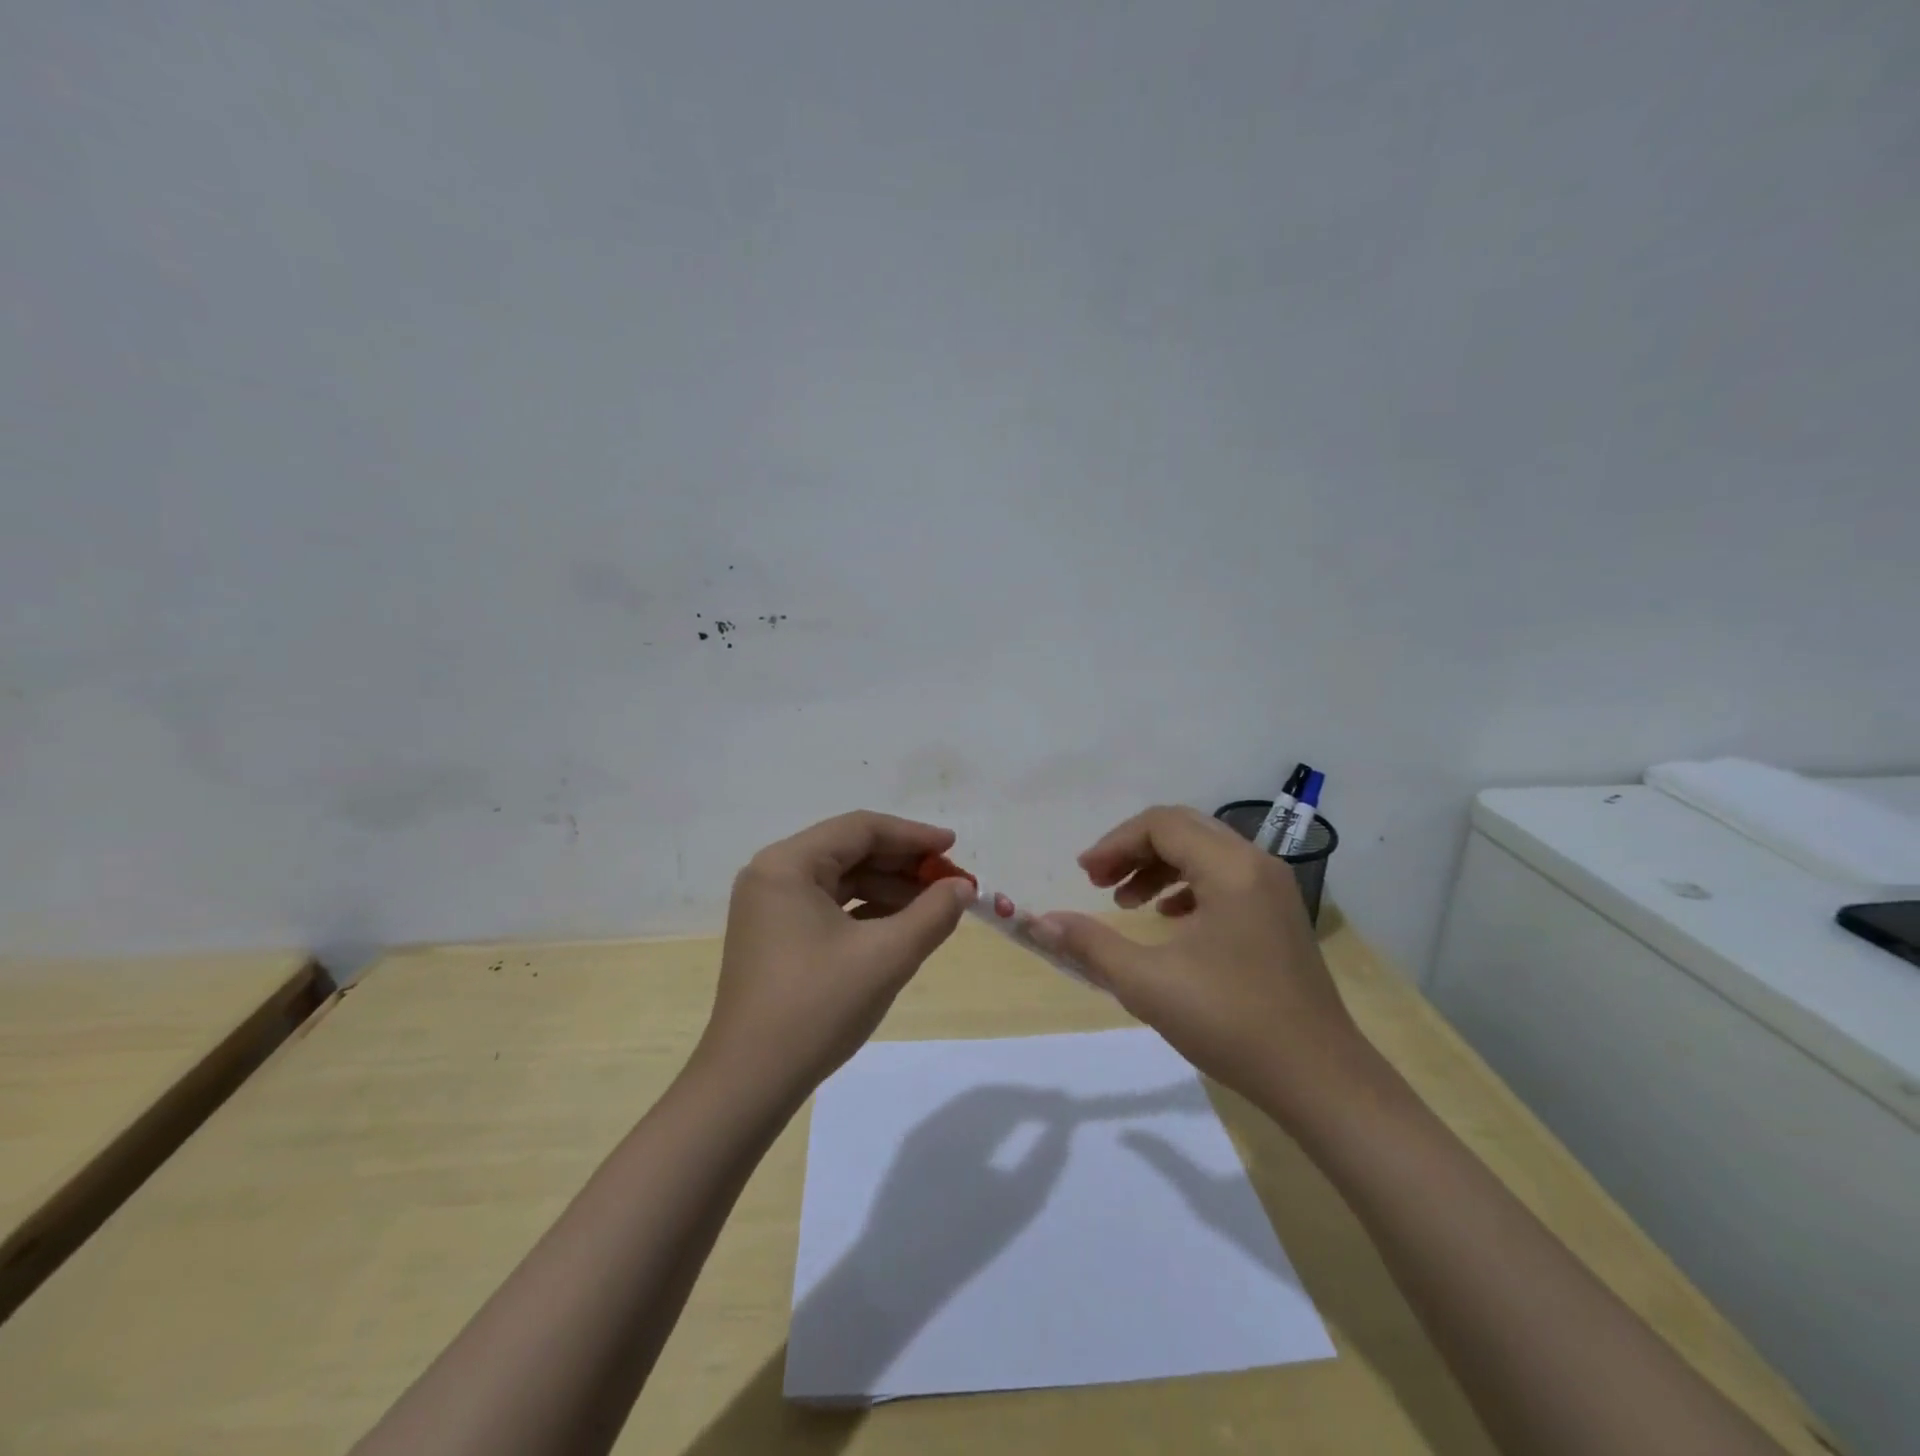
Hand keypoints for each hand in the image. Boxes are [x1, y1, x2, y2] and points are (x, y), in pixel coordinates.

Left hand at [699, 811, 975, 1101]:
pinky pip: (828, 906)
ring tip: (934, 906)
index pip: (860, 829)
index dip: (913, 836)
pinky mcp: (774, 935)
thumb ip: (933, 913)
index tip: (954, 847)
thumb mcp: (887, 956)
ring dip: (889, 888)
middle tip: (951, 881)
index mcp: (788, 864)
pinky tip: (901, 925)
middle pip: (850, 851)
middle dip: (903, 864)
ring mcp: (769, 906)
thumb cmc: (818, 1008)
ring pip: (841, 879)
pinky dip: (866, 911)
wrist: (750, 1083)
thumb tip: (963, 887)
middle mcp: (773, 874)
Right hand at [1030, 805, 1367, 1119]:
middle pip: (1183, 830)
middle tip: (1098, 883)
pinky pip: (1224, 877)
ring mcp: (1273, 889)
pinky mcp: (1278, 915)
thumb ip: (1090, 945)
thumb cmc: (1231, 1023)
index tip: (1084, 876)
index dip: (1114, 843)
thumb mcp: (1148, 983)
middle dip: (1134, 850)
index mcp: (1230, 868)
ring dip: (1158, 867)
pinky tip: (1169, 919)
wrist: (1319, 1079)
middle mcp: (1256, 864)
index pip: (1161, 825)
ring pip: (1204, 852)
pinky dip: (1187, 886)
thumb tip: (1040, 922)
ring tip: (1127, 903)